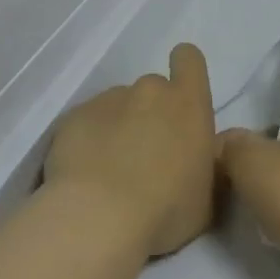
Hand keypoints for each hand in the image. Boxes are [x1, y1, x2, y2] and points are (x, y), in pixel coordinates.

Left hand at [44, 44, 216, 257]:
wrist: (97, 219)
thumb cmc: (166, 211)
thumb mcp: (207, 197)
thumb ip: (208, 165)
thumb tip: (203, 154)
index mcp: (188, 104)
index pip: (189, 59)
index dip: (185, 72)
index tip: (181, 100)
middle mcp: (149, 90)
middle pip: (153, 89)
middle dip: (151, 114)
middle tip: (147, 156)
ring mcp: (107, 100)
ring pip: (117, 106)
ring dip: (118, 128)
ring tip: (110, 171)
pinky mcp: (72, 117)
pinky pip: (86, 123)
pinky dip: (87, 141)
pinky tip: (84, 175)